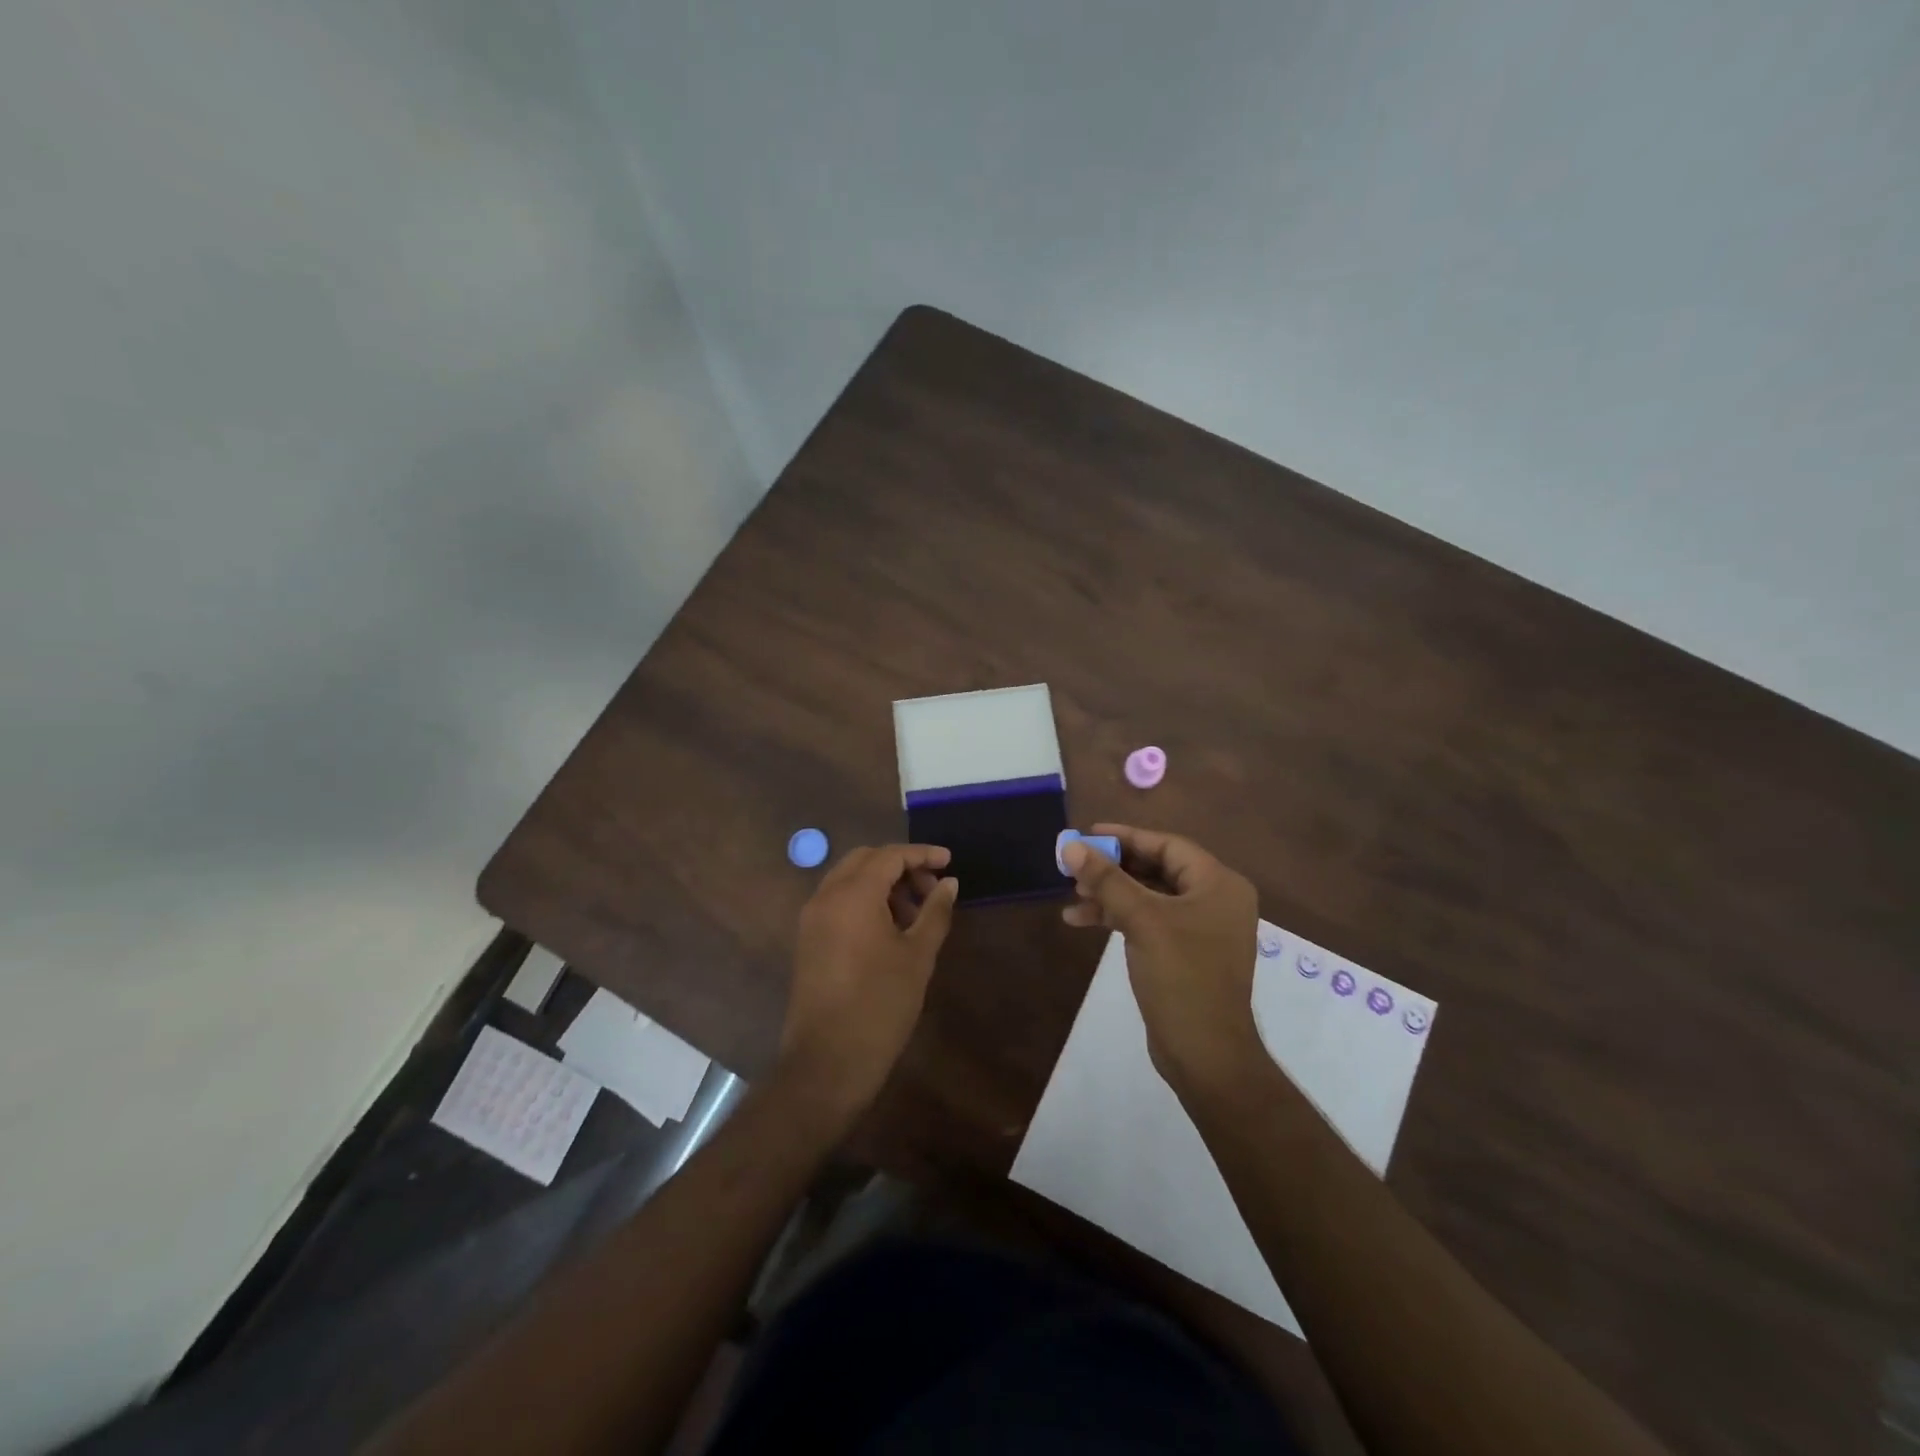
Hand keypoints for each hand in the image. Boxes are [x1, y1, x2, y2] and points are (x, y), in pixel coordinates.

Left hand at [777, 843, 959, 1119]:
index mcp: (852, 894)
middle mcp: (826, 897)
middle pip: (865, 860)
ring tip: (915, 912)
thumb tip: (949, 883)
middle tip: (932, 887)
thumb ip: (935, 912)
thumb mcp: (917, 956)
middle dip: (900, 866)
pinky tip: (890, 928)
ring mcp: (812, 919)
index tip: (950, 861)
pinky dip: (864, 901)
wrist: (827, 1062)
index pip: (889, 856)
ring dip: (882, 884)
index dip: (922, 854)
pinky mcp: (808, 940)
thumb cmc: (880, 1005)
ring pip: (849, 880)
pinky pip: (838, 902)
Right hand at [1061, 825, 1264, 1095]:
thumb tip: (1071, 845)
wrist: (1206, 1054)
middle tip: (1075, 866)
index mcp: (1218, 884)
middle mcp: (1214, 900)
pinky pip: (1148, 921)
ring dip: (1110, 894)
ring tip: (1072, 896)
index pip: (1167, 845)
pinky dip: (1118, 918)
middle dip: (1113, 868)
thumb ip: (1107, 879)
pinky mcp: (1184, 953)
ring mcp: (1200, 929)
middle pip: (1156, 869)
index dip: (1126, 837)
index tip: (1088, 834)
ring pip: (1148, 897)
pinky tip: (1082, 921)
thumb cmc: (1182, 976)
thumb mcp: (1142, 920)